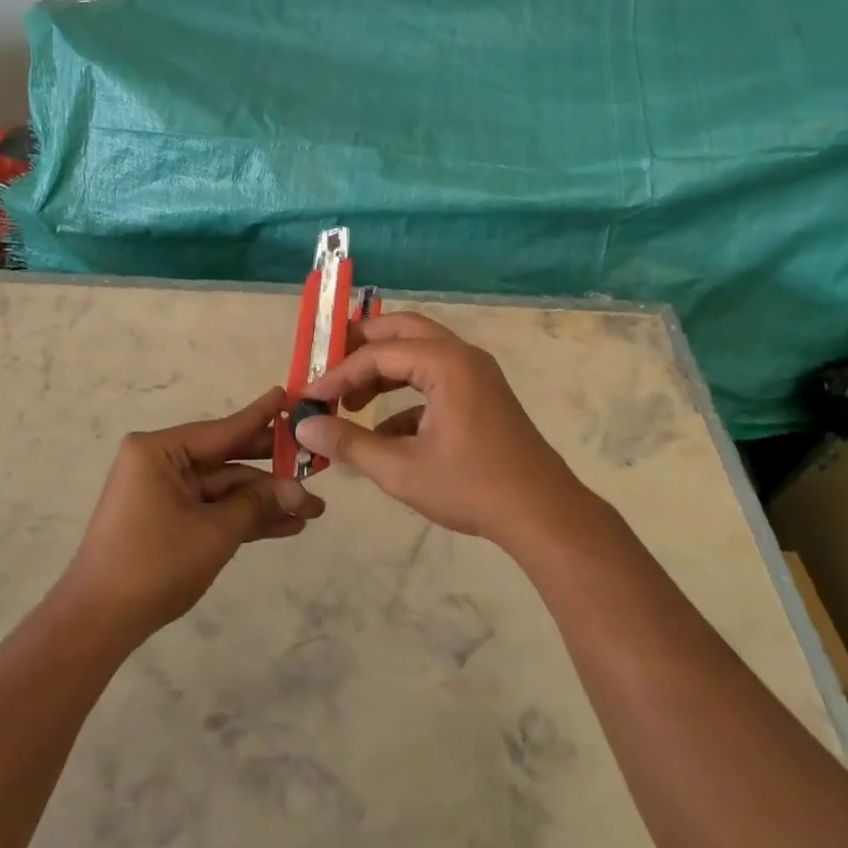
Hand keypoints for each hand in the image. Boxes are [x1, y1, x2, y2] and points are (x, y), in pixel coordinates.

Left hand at [58, 388, 323, 646]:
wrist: (99, 622)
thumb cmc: (154, 564)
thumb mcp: (214, 532)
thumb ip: (257, 504)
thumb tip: (300, 492)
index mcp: (159, 451)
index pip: (223, 429)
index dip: (262, 418)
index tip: (290, 396)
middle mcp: (160, 463)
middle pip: (226, 459)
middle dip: (271, 470)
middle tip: (315, 463)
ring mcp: (164, 493)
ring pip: (224, 489)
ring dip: (264, 501)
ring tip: (313, 509)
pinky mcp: (168, 520)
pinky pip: (212, 509)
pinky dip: (243, 518)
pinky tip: (286, 525)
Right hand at [294, 313, 582, 545]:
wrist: (543, 515)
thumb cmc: (472, 488)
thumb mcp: (400, 469)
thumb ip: (348, 443)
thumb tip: (303, 426)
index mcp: (445, 363)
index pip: (377, 354)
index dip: (337, 374)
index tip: (308, 397)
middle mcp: (462, 356)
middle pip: (400, 331)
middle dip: (360, 348)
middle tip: (327, 368)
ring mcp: (476, 374)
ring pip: (418, 353)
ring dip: (382, 371)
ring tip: (349, 401)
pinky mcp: (481, 395)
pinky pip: (434, 379)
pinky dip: (405, 394)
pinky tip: (384, 433)